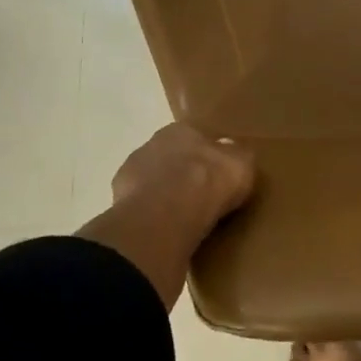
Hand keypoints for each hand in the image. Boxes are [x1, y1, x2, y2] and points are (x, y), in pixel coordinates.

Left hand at [78, 124, 256, 307]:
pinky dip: (154, 218)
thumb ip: (238, 156)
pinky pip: (142, 209)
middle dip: (184, 175)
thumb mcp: (242, 164)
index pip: (197, 138)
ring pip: (153, 183)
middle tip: (202, 198)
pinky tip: (168, 231)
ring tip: (185, 219)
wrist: (167, 214)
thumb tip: (234, 154)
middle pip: (172, 159)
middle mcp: (152, 145)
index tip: (219, 176)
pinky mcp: (119, 205)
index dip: (209, 157)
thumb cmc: (210, 181)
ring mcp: (130, 175)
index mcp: (182, 130)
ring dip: (165, 197)